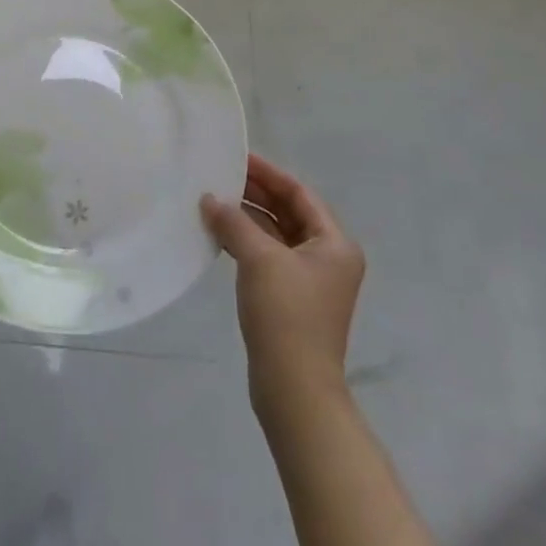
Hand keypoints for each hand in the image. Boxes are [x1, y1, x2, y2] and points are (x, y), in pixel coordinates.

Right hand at [201, 155, 364, 412]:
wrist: (294, 389)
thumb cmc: (287, 315)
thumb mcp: (259, 260)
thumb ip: (234, 222)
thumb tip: (210, 199)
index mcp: (335, 243)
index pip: (299, 193)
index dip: (268, 173)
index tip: (238, 157)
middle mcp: (328, 257)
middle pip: (289, 212)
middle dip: (256, 193)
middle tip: (220, 175)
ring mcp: (310, 280)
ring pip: (277, 234)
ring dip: (248, 217)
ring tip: (214, 200)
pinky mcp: (291, 298)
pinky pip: (268, 256)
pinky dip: (247, 241)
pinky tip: (220, 234)